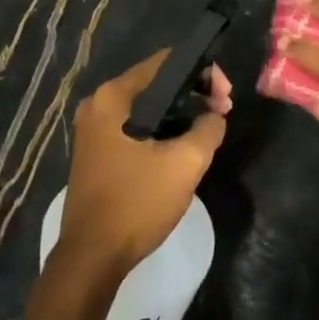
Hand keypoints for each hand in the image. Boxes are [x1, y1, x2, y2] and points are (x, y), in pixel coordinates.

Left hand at [60, 53, 230, 271]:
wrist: (92, 257)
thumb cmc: (137, 203)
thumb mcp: (185, 163)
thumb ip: (208, 128)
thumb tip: (214, 116)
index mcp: (114, 97)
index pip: (166, 62)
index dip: (203, 72)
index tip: (226, 98)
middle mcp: (99, 104)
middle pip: (157, 82)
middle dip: (194, 92)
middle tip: (222, 113)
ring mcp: (94, 128)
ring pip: (148, 106)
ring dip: (180, 112)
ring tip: (209, 129)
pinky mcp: (97, 150)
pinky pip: (137, 125)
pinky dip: (162, 128)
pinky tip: (182, 145)